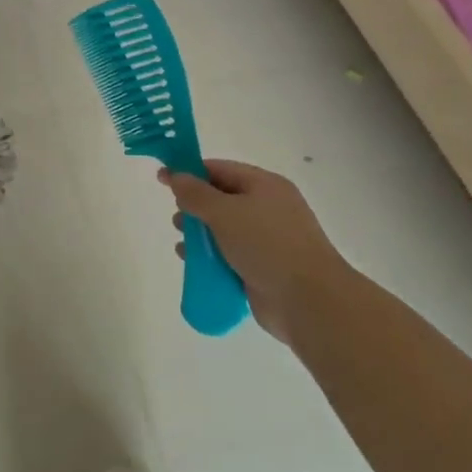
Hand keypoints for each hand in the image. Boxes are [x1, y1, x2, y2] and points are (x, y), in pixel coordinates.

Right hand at [158, 161, 344, 342]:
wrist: (309, 301)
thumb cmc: (266, 245)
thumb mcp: (225, 212)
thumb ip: (195, 193)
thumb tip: (175, 175)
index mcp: (265, 185)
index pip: (220, 169)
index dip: (190, 172)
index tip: (162, 179)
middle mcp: (268, 208)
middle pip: (222, 199)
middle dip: (195, 207)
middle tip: (176, 218)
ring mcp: (268, 240)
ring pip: (225, 230)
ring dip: (200, 234)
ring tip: (181, 243)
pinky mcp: (264, 269)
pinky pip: (231, 256)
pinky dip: (211, 257)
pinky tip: (192, 264)